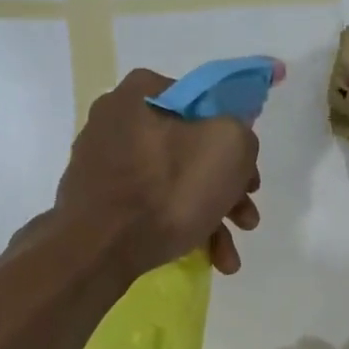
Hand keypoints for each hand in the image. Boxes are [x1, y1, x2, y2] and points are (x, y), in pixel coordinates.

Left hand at [54, 68, 262, 276]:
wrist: (97, 248)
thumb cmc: (167, 190)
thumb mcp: (229, 147)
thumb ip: (242, 133)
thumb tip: (232, 142)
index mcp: (145, 91)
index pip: (207, 106)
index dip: (237, 141)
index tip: (250, 177)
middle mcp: (118, 118)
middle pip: (192, 151)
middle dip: (227, 191)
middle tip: (246, 220)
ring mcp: (104, 160)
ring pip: (174, 183)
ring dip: (211, 218)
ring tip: (228, 257)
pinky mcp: (98, 198)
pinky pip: (150, 205)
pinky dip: (180, 227)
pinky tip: (204, 257)